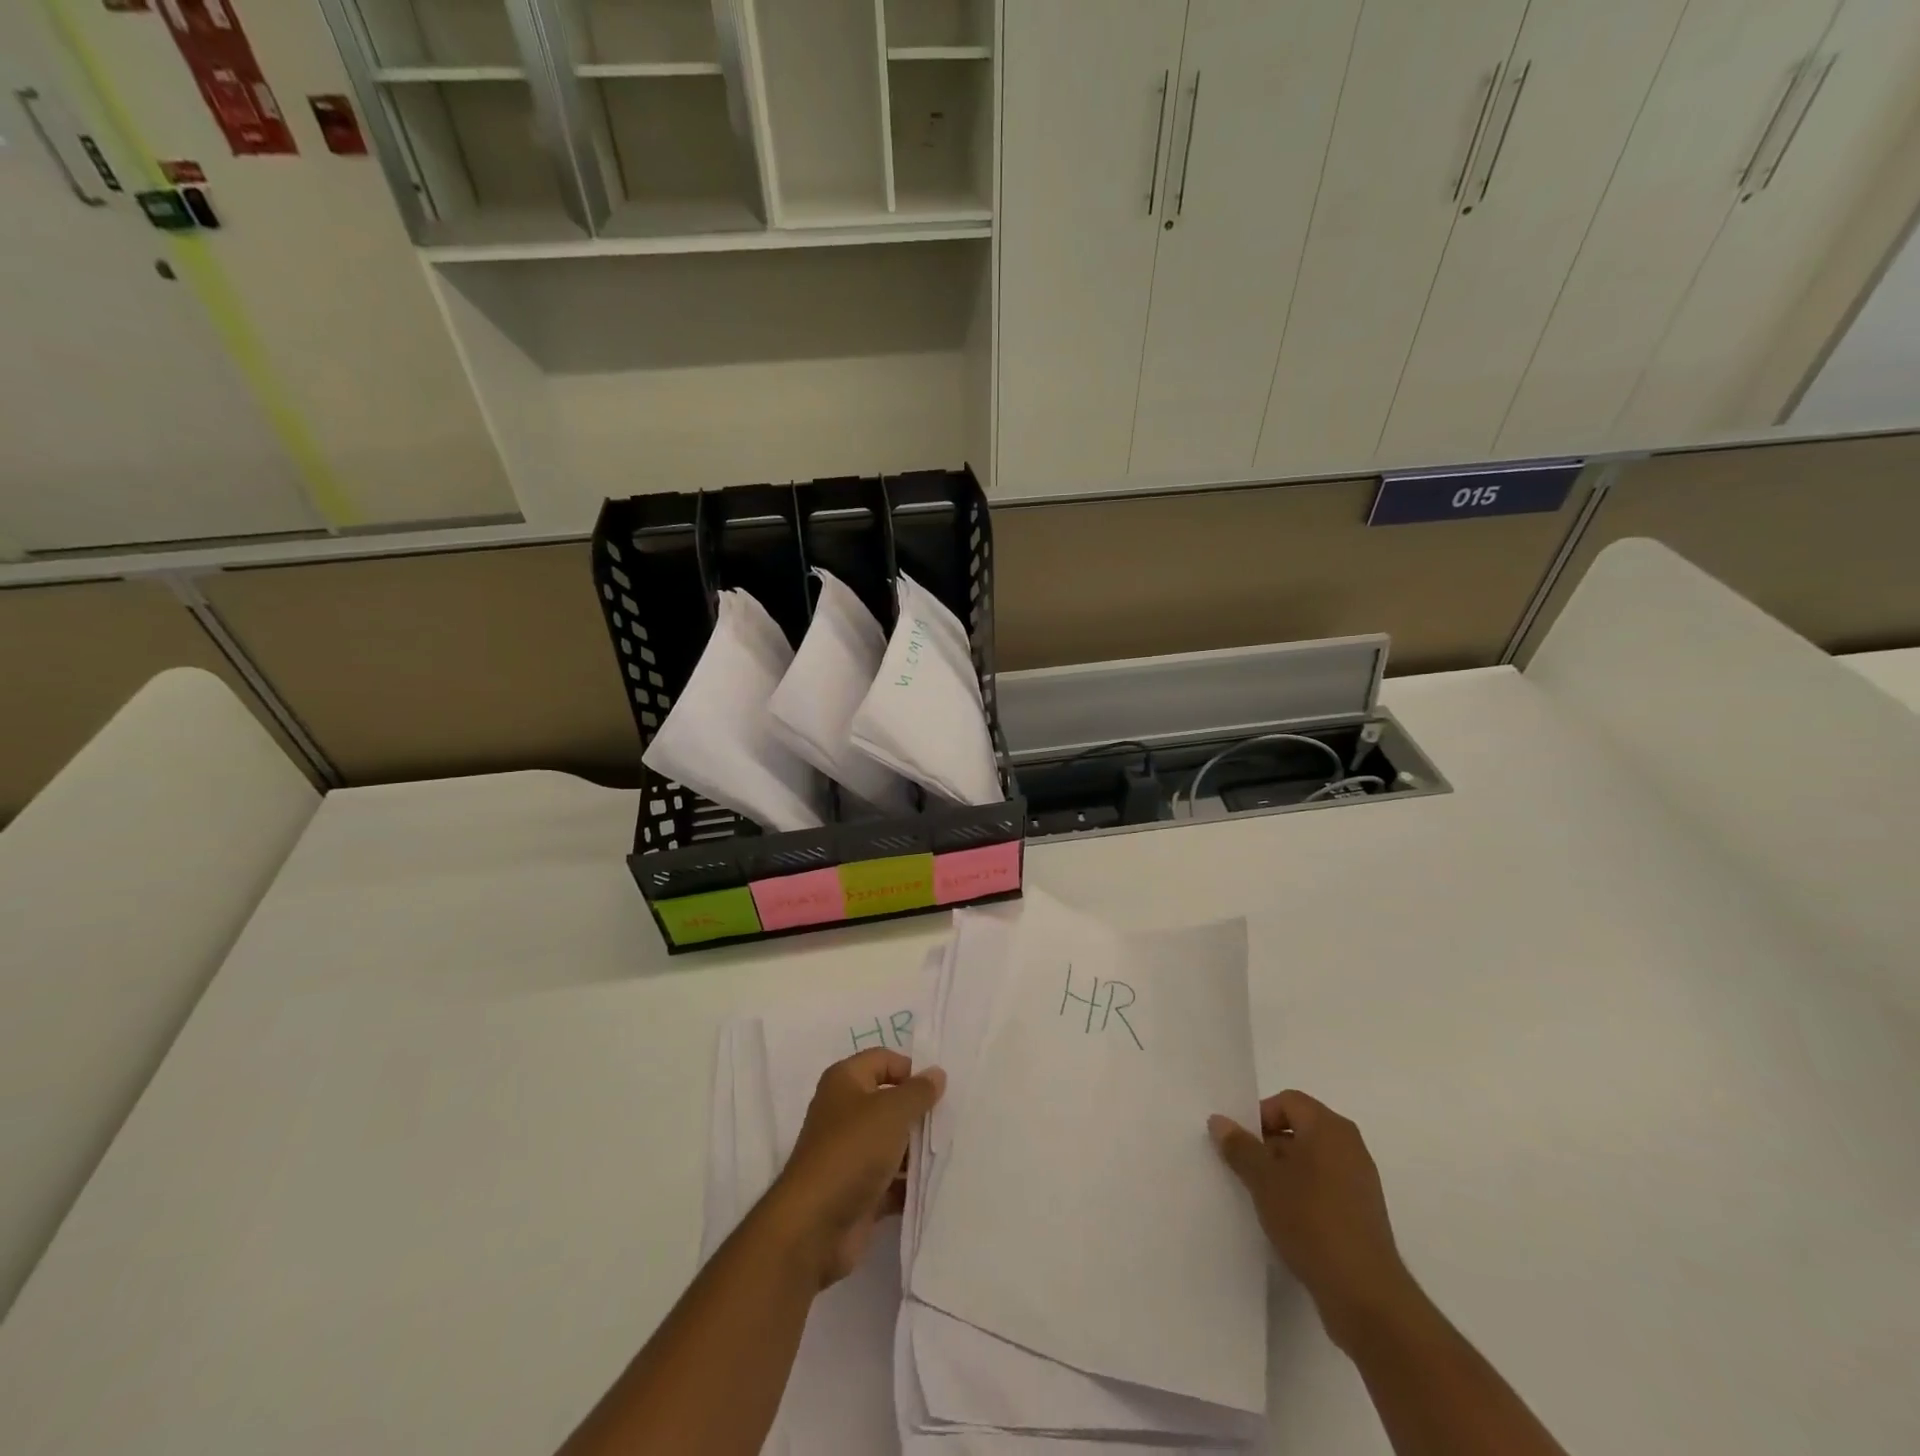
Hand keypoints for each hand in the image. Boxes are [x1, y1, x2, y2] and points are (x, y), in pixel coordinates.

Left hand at [765, 1049, 944, 1289]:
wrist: (815, 1226)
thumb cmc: (853, 1150)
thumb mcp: (892, 1111)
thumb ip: (918, 1091)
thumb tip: (937, 1073)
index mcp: (845, 1081)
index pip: (884, 1060)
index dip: (912, 1070)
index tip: (941, 1090)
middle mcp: (845, 1112)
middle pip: (890, 1102)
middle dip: (919, 1112)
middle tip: (953, 1120)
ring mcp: (850, 1153)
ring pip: (893, 1142)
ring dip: (918, 1149)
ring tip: (952, 1152)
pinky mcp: (858, 1190)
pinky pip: (891, 1179)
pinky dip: (910, 1182)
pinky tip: (938, 1184)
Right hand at [1209, 1090, 1414, 1349]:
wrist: (1365, 1294)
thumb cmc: (1311, 1221)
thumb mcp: (1263, 1180)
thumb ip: (1240, 1147)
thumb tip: (1219, 1121)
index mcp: (1329, 1127)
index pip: (1287, 1101)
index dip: (1259, 1117)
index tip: (1241, 1146)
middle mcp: (1349, 1146)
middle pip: (1299, 1129)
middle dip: (1269, 1146)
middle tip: (1245, 1171)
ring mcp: (1360, 1181)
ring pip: (1311, 1161)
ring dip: (1284, 1173)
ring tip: (1262, 1199)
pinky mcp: (1363, 1213)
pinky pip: (1325, 1188)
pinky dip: (1303, 1195)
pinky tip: (1286, 1221)